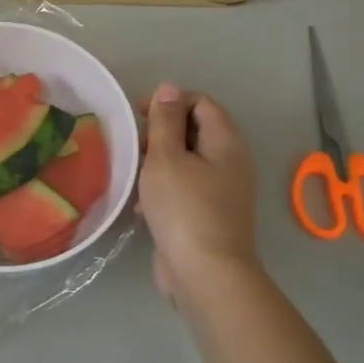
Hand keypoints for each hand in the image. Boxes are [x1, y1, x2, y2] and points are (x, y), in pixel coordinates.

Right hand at [137, 83, 260, 307]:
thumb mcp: (166, 158)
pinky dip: (163, 189)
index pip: (201, 103)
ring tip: (133, 174)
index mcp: (226, 142)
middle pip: (195, 131)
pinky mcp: (209, 215)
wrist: (205, 274)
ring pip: (187, 162)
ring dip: (158, 162)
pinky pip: (184, 189)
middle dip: (161, 133)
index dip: (170, 101)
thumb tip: (169, 88)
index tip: (137, 115)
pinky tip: (142, 206)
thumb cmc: (184, 208)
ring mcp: (222, 191)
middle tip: (133, 147)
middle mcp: (230, 162)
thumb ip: (165, 121)